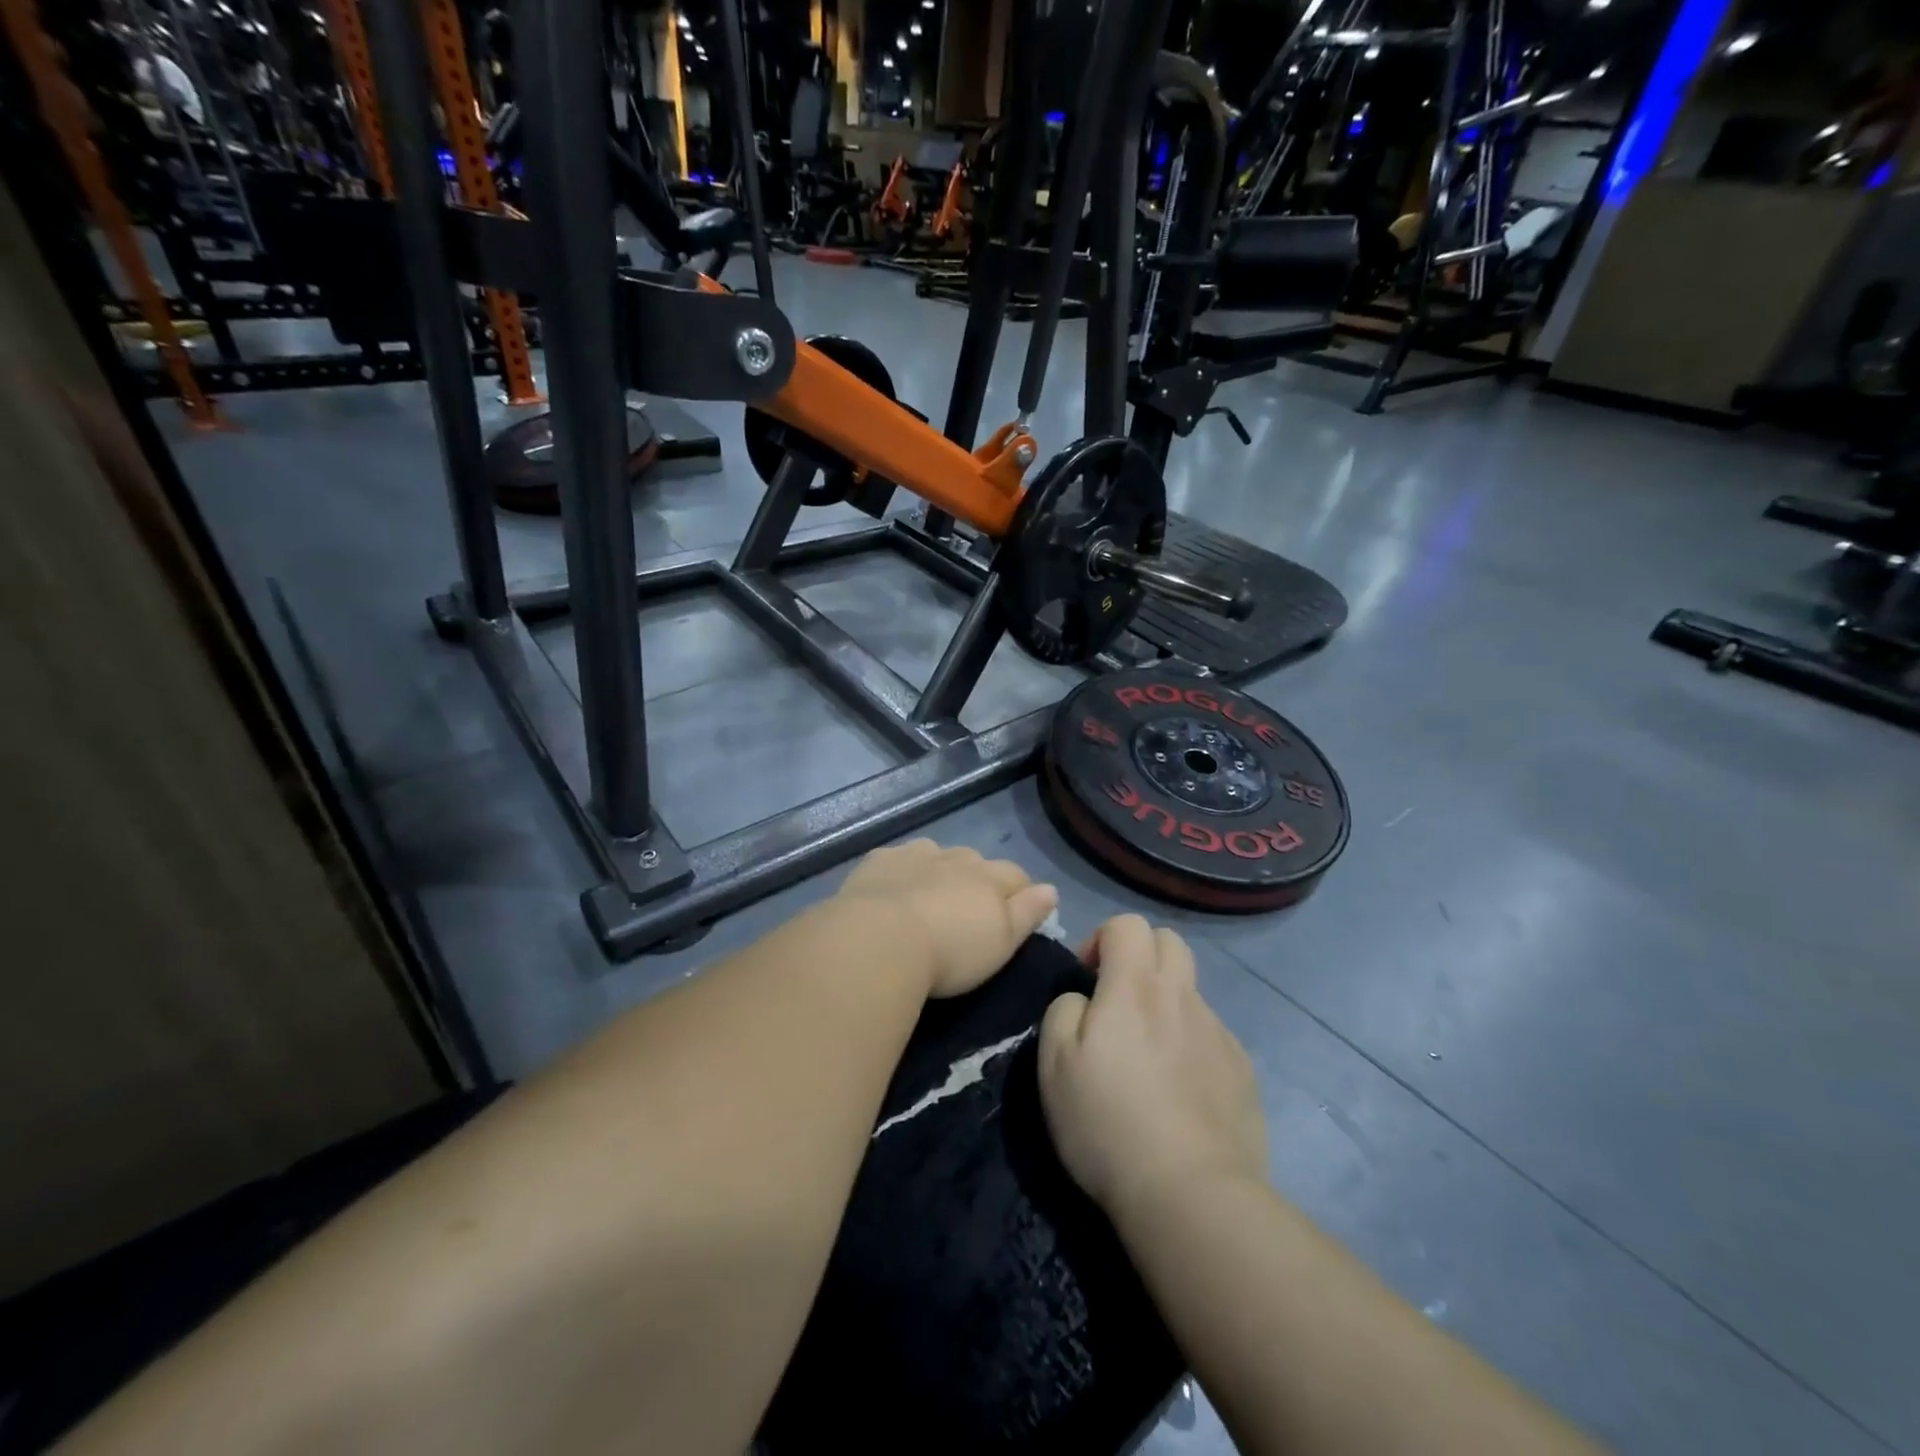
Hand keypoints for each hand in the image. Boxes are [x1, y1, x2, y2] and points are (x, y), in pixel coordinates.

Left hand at [835, 840, 1058, 997]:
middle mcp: (955, 858)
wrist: (880, 939)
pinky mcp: (880, 861)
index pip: (1015, 875)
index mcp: (988, 877)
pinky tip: (893, 889)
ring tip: (929, 898)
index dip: (1019, 892)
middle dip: (976, 878)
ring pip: (936, 855)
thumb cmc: (950, 952)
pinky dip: (901, 871)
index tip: (1016, 911)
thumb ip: (1027, 913)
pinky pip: (898, 859)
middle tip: (966, 911)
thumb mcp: (1001, 942)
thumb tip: (1051, 889)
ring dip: (938, 870)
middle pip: (975, 862)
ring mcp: (915, 855)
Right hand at [1038, 915, 1268, 1215]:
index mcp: (1135, 986)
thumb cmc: (1108, 1122)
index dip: (1101, 939)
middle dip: (1140, 956)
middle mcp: (1182, 996)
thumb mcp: (1054, 1063)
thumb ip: (1064, 1010)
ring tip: (1148, 1055)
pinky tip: (1179, 1090)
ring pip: (1191, 990)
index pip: (1127, 923)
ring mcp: (1218, 1032)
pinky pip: (1212, 1034)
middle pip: (1169, 941)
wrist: (1191, 1195)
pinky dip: (1190, 1043)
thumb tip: (1084, 999)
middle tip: (1118, 1001)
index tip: (1087, 980)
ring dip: (1166, 1001)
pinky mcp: (1243, 1070)